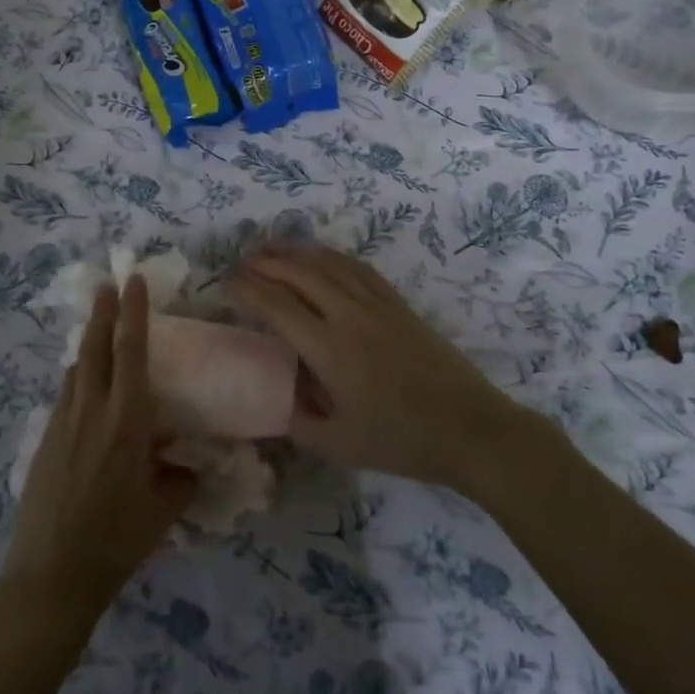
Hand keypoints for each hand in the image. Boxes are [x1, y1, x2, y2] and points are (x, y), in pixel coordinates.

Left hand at [1, 276, 196, 623]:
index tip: (133, 282)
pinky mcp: (45, 440)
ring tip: (98, 327)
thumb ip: (182, 479)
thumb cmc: (114, 542)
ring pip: (76, 369)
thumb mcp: (163, 511)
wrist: (50, 576)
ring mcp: (62, 423)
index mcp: (125, 422)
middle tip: (108, 284)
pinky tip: (84, 385)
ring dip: (88, 342)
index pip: (130, 352)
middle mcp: (91, 411)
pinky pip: (65, 394)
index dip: (133, 313)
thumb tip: (192, 464)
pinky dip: (77, 376)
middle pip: (94, 347)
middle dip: (102, 312)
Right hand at [226, 242, 522, 491]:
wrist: (469, 427)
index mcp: (329, 348)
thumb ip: (298, 422)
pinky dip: (331, 257)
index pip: (277, 306)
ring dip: (296, 252)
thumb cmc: (402, 440)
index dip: (247, 290)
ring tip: (271, 248)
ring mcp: (376, 304)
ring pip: (328, 264)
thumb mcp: (340, 445)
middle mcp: (348, 315)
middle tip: (241, 262)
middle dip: (266, 262)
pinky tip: (321, 257)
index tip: (225, 285)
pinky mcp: (397, 304)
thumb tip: (272, 404)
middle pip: (299, 273)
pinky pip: (357, 268)